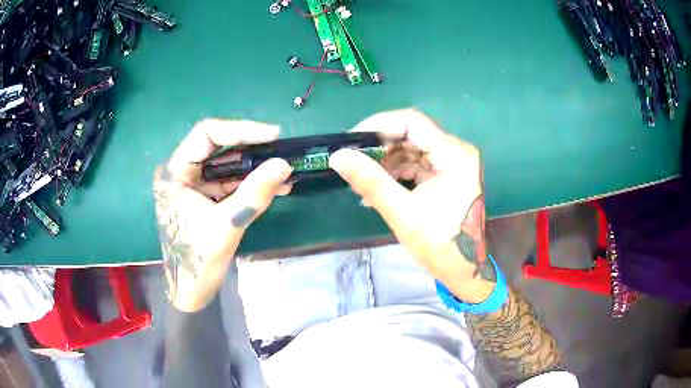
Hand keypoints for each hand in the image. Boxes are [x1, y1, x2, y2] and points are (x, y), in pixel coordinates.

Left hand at [153, 119, 291, 311]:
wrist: (191, 293)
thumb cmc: (197, 261)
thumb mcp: (226, 226)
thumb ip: (253, 194)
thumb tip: (284, 164)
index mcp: (174, 173)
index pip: (207, 135)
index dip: (241, 130)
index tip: (272, 135)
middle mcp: (181, 173)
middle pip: (218, 147)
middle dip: (252, 149)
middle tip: (281, 151)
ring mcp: (193, 186)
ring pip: (227, 165)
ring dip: (255, 168)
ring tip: (284, 171)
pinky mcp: (204, 199)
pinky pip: (230, 183)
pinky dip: (251, 184)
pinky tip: (276, 186)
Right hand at [329, 109, 494, 302]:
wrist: (467, 270)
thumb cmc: (442, 246)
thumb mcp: (403, 214)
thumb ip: (371, 182)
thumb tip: (338, 156)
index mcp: (453, 155)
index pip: (412, 122)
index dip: (379, 125)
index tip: (352, 140)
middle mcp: (456, 152)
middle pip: (412, 134)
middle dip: (380, 147)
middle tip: (353, 161)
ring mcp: (453, 164)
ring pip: (413, 149)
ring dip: (387, 161)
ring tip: (363, 178)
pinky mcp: (447, 176)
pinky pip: (418, 165)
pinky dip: (397, 173)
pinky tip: (378, 187)